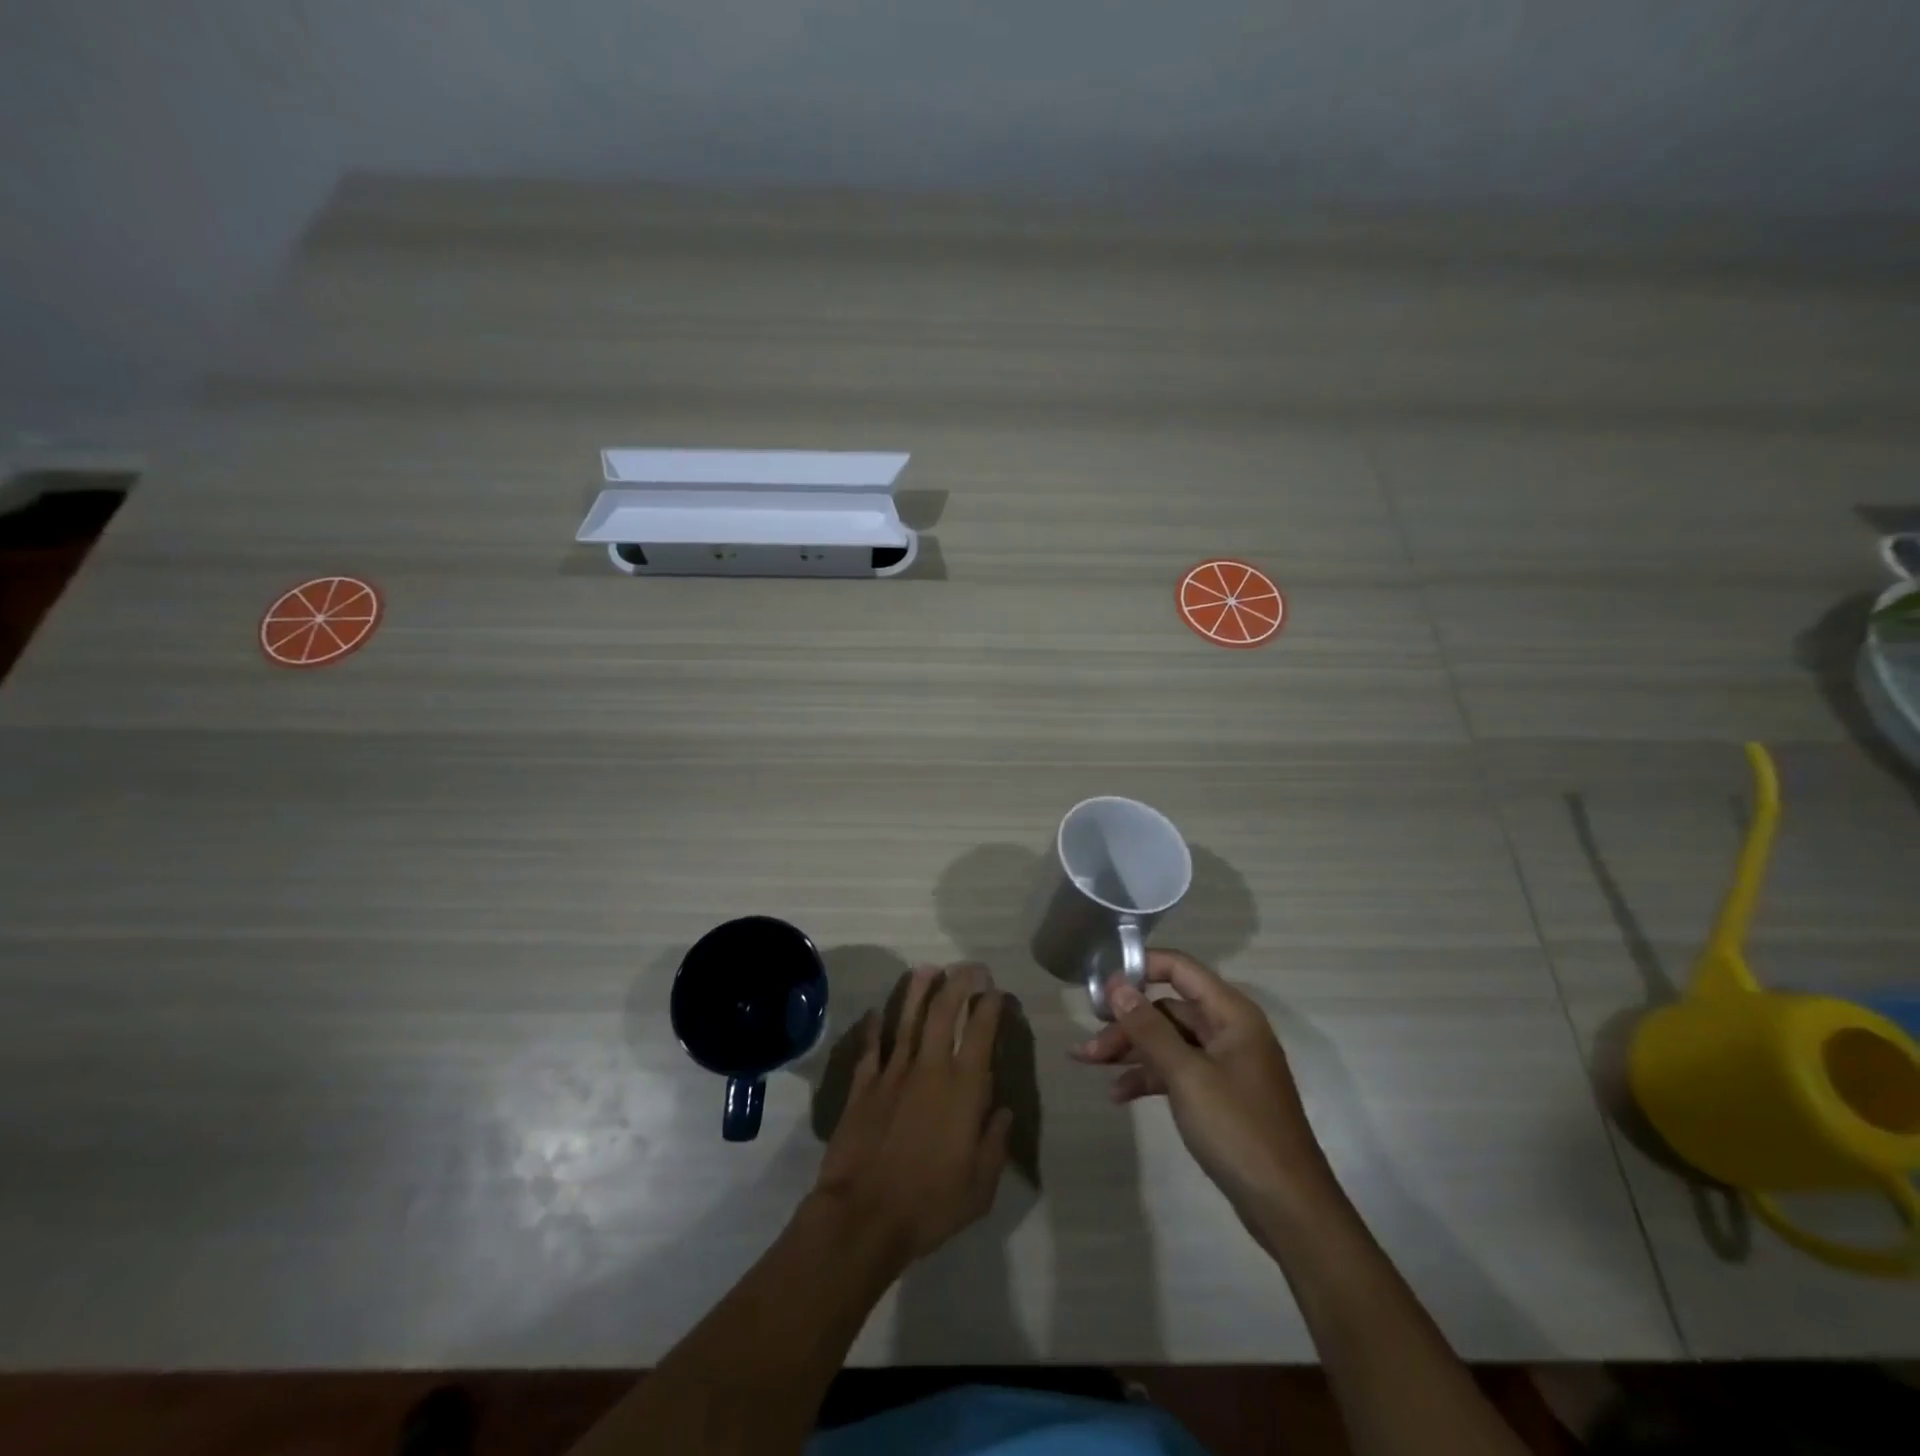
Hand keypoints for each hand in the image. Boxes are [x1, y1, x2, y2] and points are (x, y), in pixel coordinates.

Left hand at [812, 965, 1013, 1265]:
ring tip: (927, 969)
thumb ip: (995, 1143)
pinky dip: (874, 1028)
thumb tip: (1003, 1112)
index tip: (995, 991)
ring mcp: (893, 1073)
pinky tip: (876, 1013)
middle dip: (958, 983)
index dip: (990, 1006)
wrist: (863, 1215)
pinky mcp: (863, 1085)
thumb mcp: (980, 1186)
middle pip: (944, 1012)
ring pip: (908, 1019)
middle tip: (967, 968)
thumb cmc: (930, 1204)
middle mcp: (930, 1068)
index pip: (981, 1033)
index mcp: (963, 1089)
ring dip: (918, 991)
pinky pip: (871, 1048)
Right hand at [1071, 949, 1335, 1219]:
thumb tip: (1116, 984)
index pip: (1180, 968)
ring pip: (1168, 1041)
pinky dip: (1148, 1077)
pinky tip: (1119, 1094)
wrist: (1288, 1208)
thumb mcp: (1187, 1075)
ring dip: (1131, 1050)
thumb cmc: (1239, 1130)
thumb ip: (1149, 1028)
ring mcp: (1225, 1063)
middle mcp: (1229, 1029)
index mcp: (1231, 1014)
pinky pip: (1176, 1070)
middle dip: (1126, 1023)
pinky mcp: (1219, 1093)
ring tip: (1089, 1064)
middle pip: (1167, 1009)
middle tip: (1088, 1043)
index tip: (1101, 986)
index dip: (1140, 968)